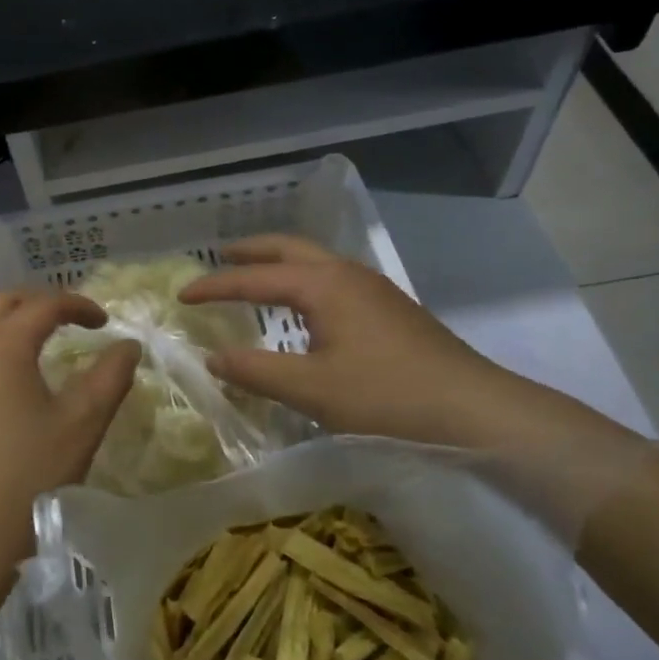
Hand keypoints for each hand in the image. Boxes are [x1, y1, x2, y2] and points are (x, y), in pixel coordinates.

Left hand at [0, 290, 139, 581]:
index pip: (44, 304)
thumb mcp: (83, 425)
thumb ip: (110, 376)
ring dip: (3, 326)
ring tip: (31, 348)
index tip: (103, 322)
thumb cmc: (30, 477)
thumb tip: (128, 345)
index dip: (77, 305)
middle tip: (66, 323)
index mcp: (3, 344)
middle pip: (0, 303)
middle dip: (37, 303)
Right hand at [178, 235, 549, 447]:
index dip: (214, 286)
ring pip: (315, 262)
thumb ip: (255, 371)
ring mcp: (374, 290)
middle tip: (219, 256)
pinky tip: (304, 309)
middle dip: (251, 251)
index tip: (182, 295)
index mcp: (323, 285)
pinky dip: (303, 281)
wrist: (476, 410)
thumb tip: (211, 357)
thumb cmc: (386, 396)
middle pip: (289, 249)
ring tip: (255, 277)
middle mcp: (347, 275)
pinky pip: (332, 280)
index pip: (254, 278)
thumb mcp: (311, 389)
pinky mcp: (391, 310)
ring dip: (280, 263)